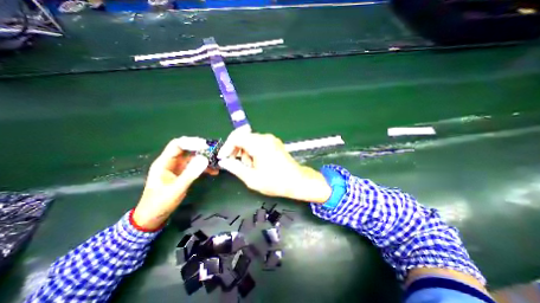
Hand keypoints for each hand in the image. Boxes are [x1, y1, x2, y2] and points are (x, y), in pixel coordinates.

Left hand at [133, 137, 216, 228]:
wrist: (153, 217)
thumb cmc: (160, 202)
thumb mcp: (176, 188)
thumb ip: (190, 173)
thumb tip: (205, 159)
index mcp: (164, 162)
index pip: (177, 145)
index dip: (191, 142)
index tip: (206, 146)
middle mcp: (171, 162)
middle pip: (187, 149)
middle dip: (201, 149)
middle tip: (214, 152)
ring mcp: (177, 168)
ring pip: (193, 158)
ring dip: (204, 159)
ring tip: (216, 162)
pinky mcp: (183, 174)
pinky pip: (195, 166)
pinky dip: (204, 167)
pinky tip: (213, 171)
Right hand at [216, 130, 330, 203]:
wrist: (297, 181)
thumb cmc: (275, 182)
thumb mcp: (252, 178)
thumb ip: (235, 168)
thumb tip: (224, 162)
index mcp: (259, 144)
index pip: (236, 137)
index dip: (227, 147)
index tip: (223, 157)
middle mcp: (265, 138)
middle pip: (243, 138)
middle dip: (237, 151)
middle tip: (239, 165)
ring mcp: (271, 139)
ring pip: (250, 141)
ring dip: (246, 153)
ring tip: (252, 167)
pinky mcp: (274, 143)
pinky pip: (258, 143)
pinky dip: (253, 152)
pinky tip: (258, 163)